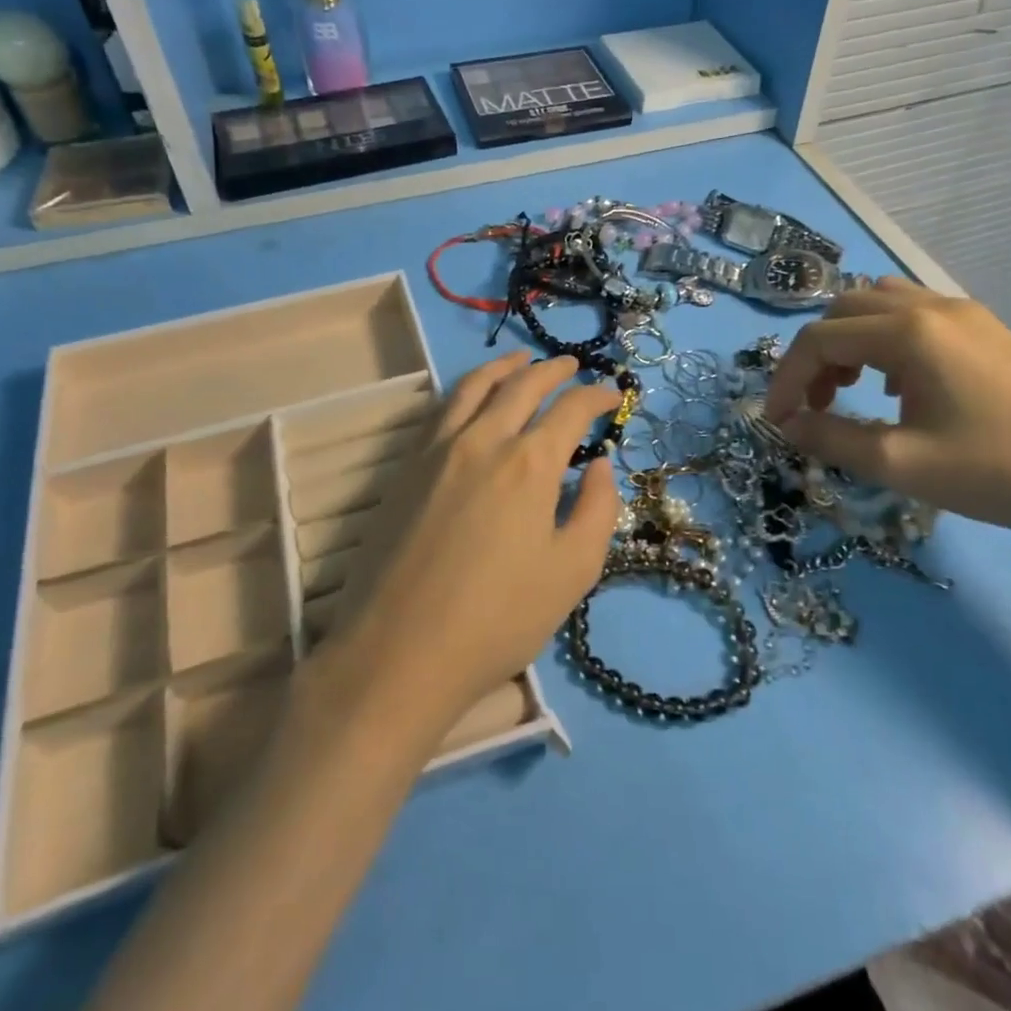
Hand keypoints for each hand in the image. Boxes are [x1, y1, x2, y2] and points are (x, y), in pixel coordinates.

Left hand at [332, 351, 621, 730]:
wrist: (399, 650)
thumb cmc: (498, 619)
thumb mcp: (572, 572)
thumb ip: (597, 510)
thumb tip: (600, 466)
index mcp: (530, 463)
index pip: (570, 409)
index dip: (596, 396)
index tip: (611, 394)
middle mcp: (483, 440)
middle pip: (522, 385)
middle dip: (552, 370)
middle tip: (571, 366)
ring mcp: (436, 449)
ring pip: (474, 387)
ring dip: (504, 367)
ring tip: (520, 360)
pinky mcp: (405, 466)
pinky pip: (440, 409)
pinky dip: (465, 391)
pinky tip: (471, 398)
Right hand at [763, 278, 1010, 555]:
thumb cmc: (1000, 473)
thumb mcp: (901, 464)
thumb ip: (831, 439)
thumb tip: (786, 426)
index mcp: (908, 332)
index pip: (818, 340)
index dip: (786, 380)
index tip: (777, 423)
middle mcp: (931, 306)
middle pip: (843, 311)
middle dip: (814, 357)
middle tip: (815, 407)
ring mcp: (965, 314)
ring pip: (878, 306)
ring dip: (849, 342)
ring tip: (850, 391)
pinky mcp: (988, 331)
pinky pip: (914, 316)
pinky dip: (884, 342)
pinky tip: (899, 388)